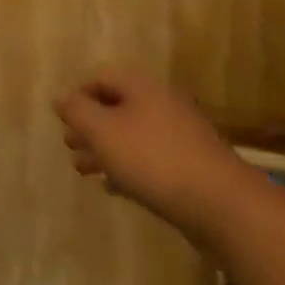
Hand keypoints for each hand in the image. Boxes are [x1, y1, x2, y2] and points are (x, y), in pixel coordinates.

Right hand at [53, 68, 264, 246]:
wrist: (223, 206)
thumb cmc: (153, 158)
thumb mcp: (102, 131)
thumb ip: (76, 111)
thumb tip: (60, 98)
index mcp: (141, 86)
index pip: (100, 78)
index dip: (78, 98)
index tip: (65, 123)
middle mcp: (162, 103)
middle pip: (116, 107)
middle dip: (90, 128)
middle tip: (71, 149)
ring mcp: (181, 135)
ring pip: (132, 135)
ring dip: (106, 150)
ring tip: (86, 171)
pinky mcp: (193, 166)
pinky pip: (151, 159)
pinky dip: (130, 168)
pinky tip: (115, 188)